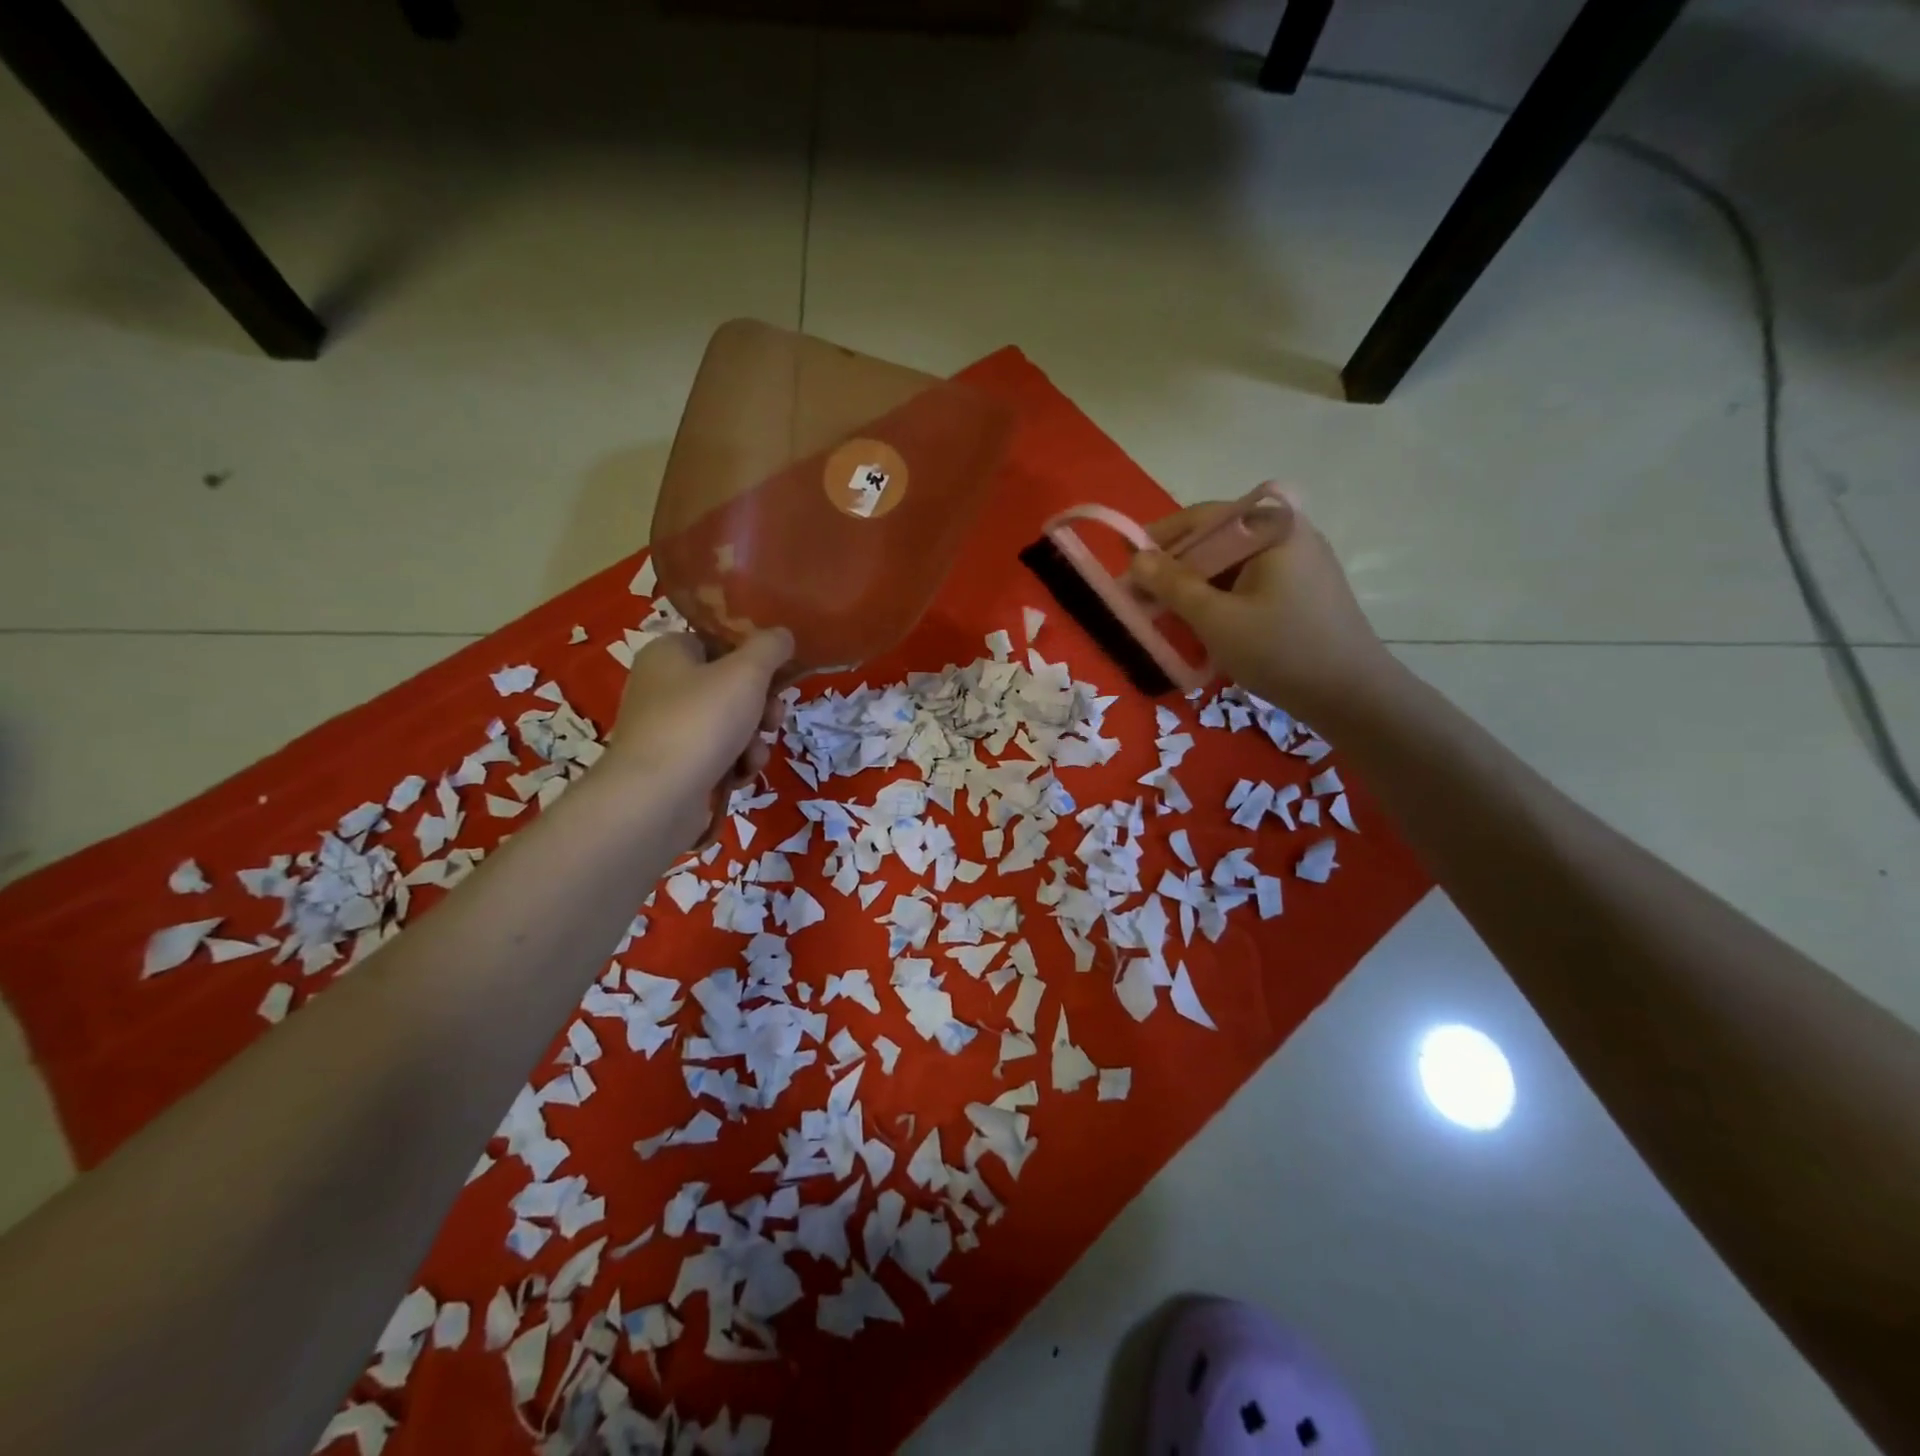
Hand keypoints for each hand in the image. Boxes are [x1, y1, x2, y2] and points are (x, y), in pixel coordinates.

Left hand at [605, 628, 793, 842]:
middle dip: (760, 708)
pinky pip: (715, 756)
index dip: (753, 660)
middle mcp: (661, 686)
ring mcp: (665, 729)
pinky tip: (738, 777)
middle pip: (729, 687)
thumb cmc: (701, 721)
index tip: (777, 678)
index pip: (718, 642)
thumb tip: (783, 635)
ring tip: (753, 757)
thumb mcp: (747, 672)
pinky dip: (733, 765)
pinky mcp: (672, 766)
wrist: (655, 798)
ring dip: (752, 741)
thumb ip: (770, 647)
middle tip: (771, 721)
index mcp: (669, 652)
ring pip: (728, 725)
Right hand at [1129, 498, 1395, 721]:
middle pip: (1217, 539)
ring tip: (1168, 615)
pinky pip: (1250, 581)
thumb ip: (1172, 585)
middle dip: (1176, 567)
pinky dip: (1221, 597)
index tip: (1128, 567)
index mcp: (1272, 527)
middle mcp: (1288, 532)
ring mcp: (1300, 561)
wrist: (1352, 695)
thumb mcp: (1216, 619)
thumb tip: (1136, 559)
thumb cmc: (1281, 651)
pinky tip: (1205, 624)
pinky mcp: (1303, 588)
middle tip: (1144, 597)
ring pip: (1232, 563)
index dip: (1160, 540)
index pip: (1203, 518)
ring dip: (1196, 585)